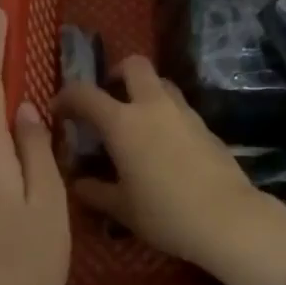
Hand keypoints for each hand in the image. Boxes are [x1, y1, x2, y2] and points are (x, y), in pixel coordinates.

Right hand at [56, 56, 285, 284]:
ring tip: (136, 121)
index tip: (58, 110)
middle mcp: (153, 106)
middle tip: (108, 98)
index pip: (85, 94)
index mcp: (123, 123)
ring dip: (144, 92)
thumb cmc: (165, 213)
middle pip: (134, 65)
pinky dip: (166, 114)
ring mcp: (184, 113)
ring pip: (161, 83)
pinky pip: (179, 108)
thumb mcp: (122, 208)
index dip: (66, 97)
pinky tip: (164, 144)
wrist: (227, 218)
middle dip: (116, 73)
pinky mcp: (206, 126)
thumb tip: (79, 183)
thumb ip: (95, 191)